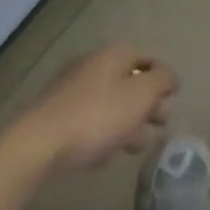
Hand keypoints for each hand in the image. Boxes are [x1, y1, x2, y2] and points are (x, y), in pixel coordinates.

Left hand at [22, 43, 178, 172]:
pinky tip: (103, 155)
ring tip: (133, 148)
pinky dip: (101, 134)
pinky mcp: (57, 114)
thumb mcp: (142, 95)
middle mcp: (94, 63)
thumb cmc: (98, 116)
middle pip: (130, 82)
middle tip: (156, 129)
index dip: (164, 82)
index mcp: (115, 53)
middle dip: (146, 106)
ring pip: (110, 103)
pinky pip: (89, 120)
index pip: (149, 60)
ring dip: (126, 123)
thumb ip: (163, 81)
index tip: (170, 106)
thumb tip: (170, 77)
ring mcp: (72, 88)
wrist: (39, 145)